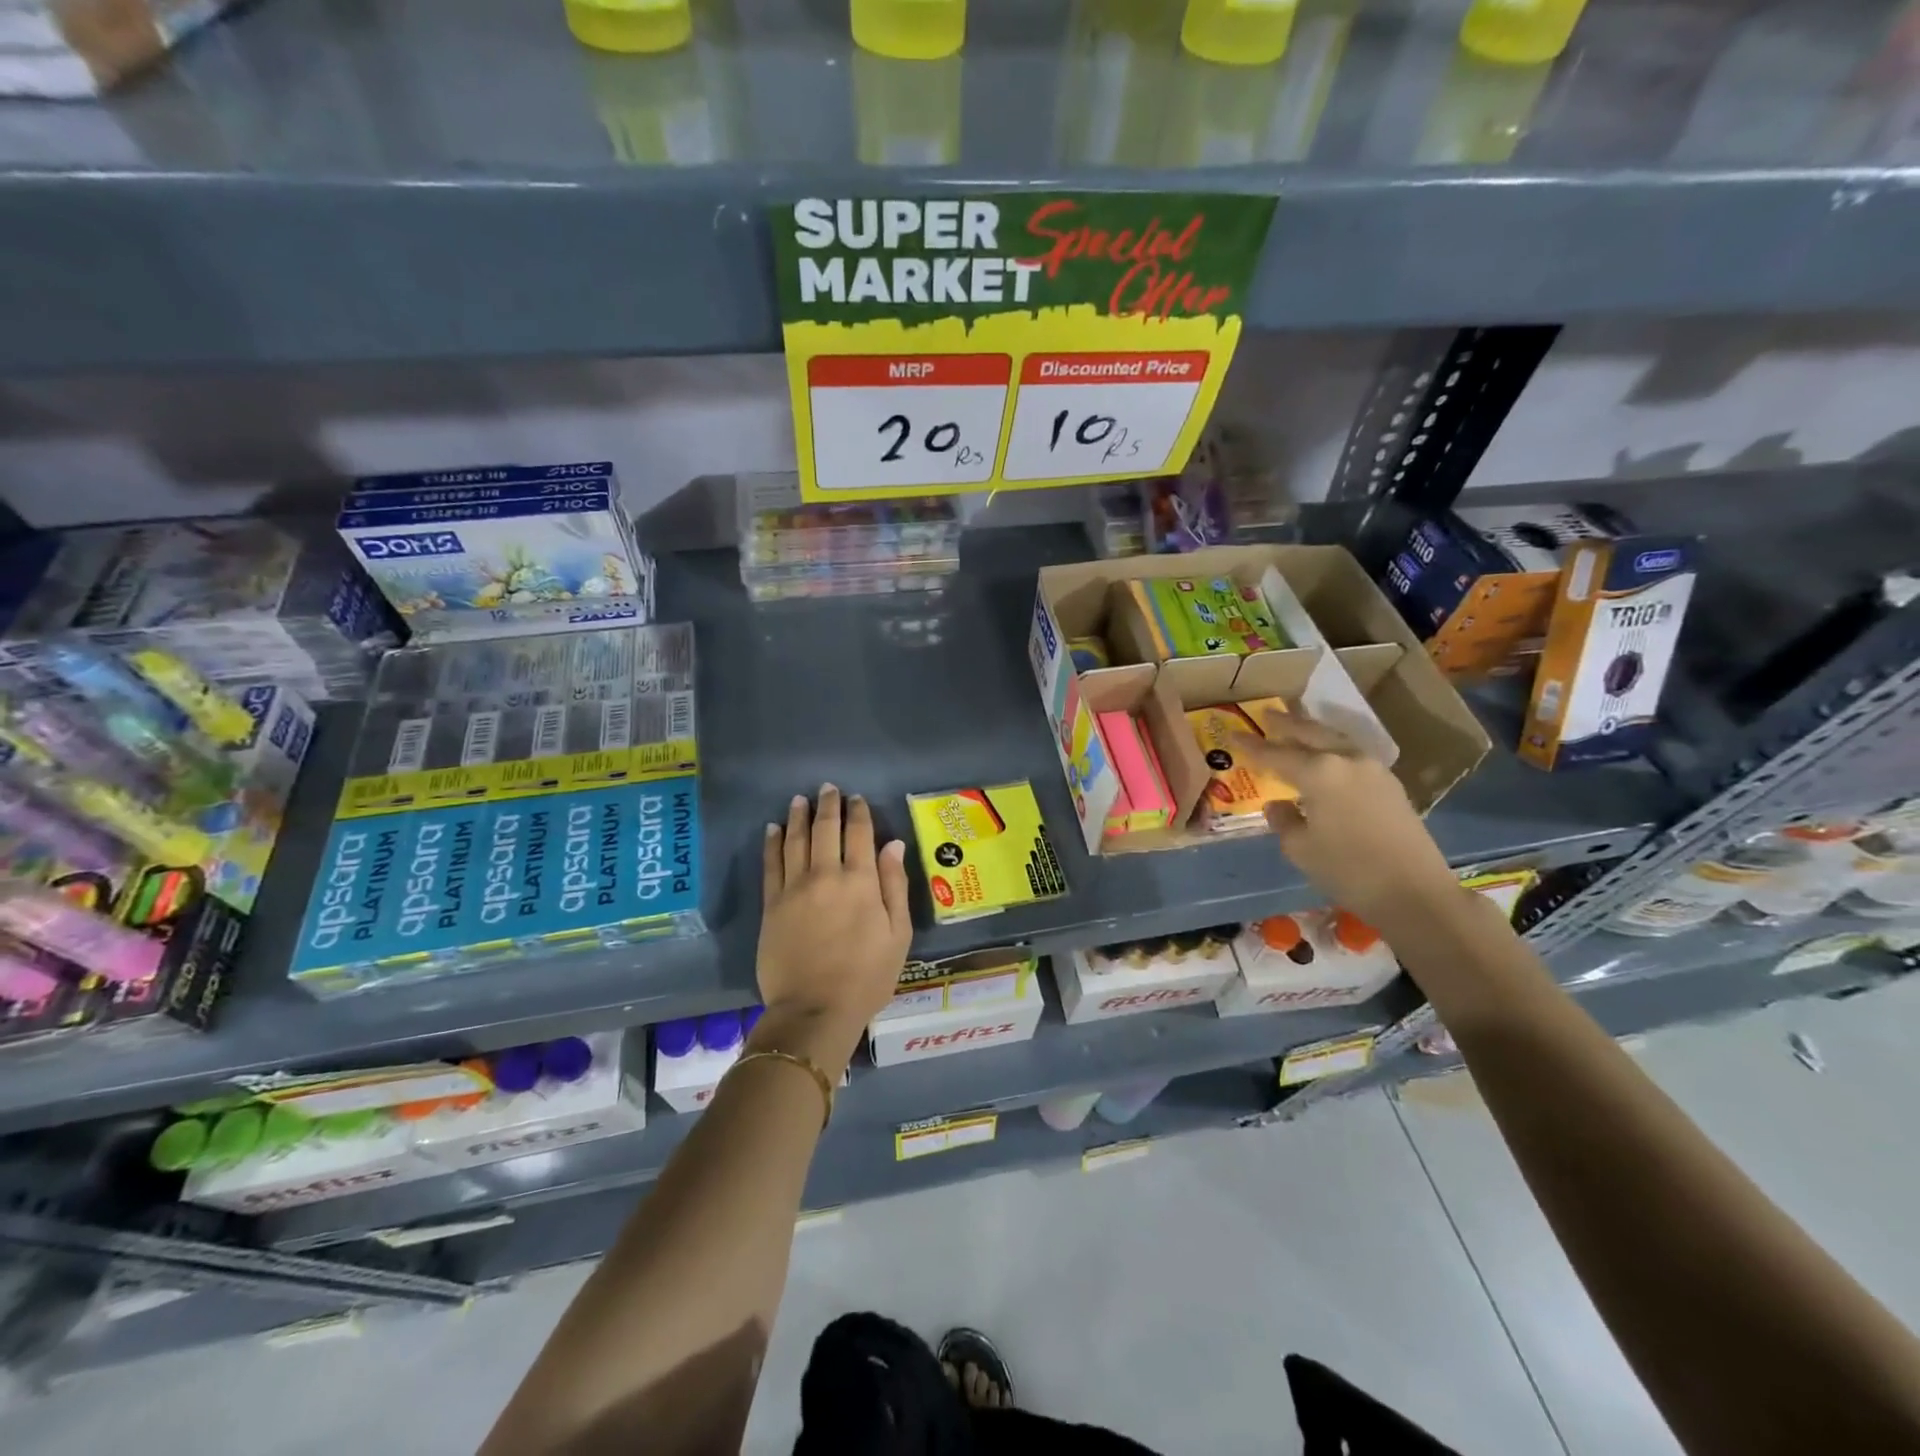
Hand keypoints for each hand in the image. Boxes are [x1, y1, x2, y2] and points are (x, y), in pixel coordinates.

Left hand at [754, 785, 911, 1075]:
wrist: (814, 1011)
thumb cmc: (866, 977)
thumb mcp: (897, 935)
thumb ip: (895, 886)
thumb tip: (892, 843)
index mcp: (861, 882)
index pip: (860, 834)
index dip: (858, 813)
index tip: (856, 798)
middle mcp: (826, 875)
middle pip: (826, 830)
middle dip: (828, 806)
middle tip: (828, 788)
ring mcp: (794, 889)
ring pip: (795, 841)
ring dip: (798, 817)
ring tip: (800, 800)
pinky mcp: (772, 905)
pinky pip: (771, 865)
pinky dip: (772, 843)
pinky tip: (773, 829)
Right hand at [1229, 712, 1461, 932]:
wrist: (1414, 891)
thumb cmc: (1348, 869)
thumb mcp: (1300, 848)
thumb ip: (1283, 820)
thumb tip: (1278, 804)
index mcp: (1319, 772)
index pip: (1275, 753)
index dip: (1252, 746)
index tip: (1233, 736)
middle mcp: (1346, 760)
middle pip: (1310, 733)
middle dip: (1287, 723)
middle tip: (1267, 714)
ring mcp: (1372, 769)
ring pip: (1335, 739)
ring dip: (1312, 731)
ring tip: (1295, 726)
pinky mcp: (1389, 784)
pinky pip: (1351, 754)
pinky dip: (1332, 748)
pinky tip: (1325, 756)